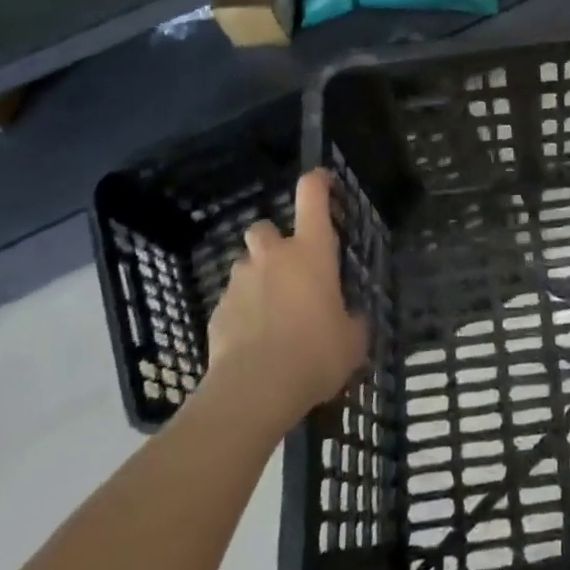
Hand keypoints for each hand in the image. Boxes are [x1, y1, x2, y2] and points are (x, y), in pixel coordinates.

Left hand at [204, 169, 367, 432]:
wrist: (254, 390)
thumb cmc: (314, 353)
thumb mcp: (352, 340)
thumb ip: (353, 321)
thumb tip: (352, 320)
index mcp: (311, 250)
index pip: (312, 195)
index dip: (317, 181)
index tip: (322, 179)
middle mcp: (273, 256)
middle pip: (265, 227)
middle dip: (274, 241)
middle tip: (290, 270)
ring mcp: (240, 282)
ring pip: (246, 266)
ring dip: (258, 280)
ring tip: (271, 314)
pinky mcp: (217, 312)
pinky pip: (231, 302)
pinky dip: (242, 314)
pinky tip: (252, 343)